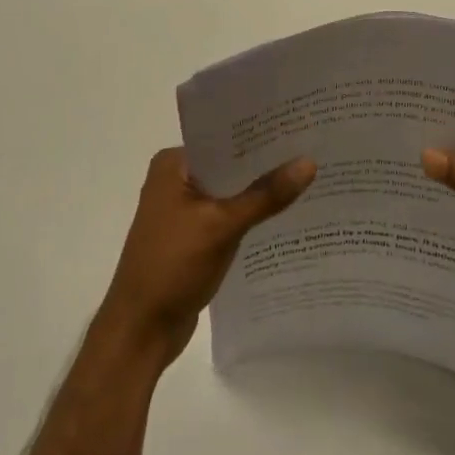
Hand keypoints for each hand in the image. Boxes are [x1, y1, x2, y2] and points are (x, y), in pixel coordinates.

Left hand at [98, 148, 315, 368]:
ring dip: (261, 190)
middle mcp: (175, 180)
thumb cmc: (172, 266)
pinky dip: (251, 214)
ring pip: (231, 191)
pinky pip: (229, 215)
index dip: (260, 132)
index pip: (223, 137)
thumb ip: (265, 195)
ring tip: (310, 176)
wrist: (141, 330)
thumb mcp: (222, 226)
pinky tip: (287, 212)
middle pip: (229, 163)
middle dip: (265, 162)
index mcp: (173, 164)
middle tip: (313, 148)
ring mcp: (183, 210)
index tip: (299, 124)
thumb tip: (309, 162)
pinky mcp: (194, 236)